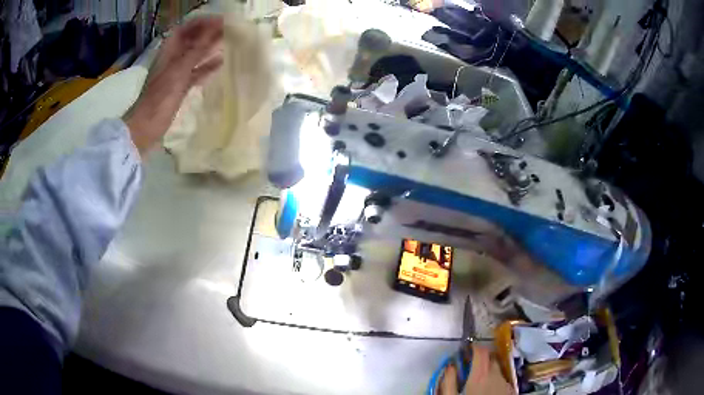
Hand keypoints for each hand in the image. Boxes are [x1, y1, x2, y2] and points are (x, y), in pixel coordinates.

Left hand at [124, 16, 223, 154]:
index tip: (223, 21)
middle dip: (209, 33)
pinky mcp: (179, 87)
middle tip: (230, 30)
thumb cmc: (160, 98)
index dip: (203, 22)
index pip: (187, 28)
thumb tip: (216, 28)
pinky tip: (221, 64)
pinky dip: (207, 67)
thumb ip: (197, 49)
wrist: (146, 127)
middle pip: (192, 40)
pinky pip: (196, 72)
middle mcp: (173, 58)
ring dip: (210, 48)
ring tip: (229, 43)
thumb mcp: (179, 70)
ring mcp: (176, 73)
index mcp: (169, 51)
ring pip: (195, 55)